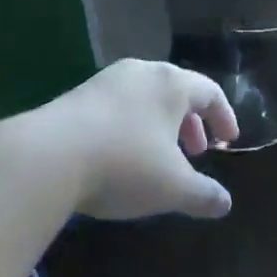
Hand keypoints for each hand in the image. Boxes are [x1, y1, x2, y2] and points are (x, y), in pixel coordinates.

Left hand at [33, 59, 239, 219]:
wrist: (47, 156)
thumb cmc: (124, 165)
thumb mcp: (173, 188)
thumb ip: (204, 195)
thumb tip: (225, 203)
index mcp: (171, 84)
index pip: (210, 92)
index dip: (224, 116)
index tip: (228, 141)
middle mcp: (141, 73)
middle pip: (176, 91)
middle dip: (191, 123)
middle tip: (196, 152)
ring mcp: (105, 81)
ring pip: (145, 98)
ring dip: (160, 126)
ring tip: (160, 157)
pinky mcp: (77, 96)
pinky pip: (119, 106)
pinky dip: (133, 126)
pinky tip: (122, 156)